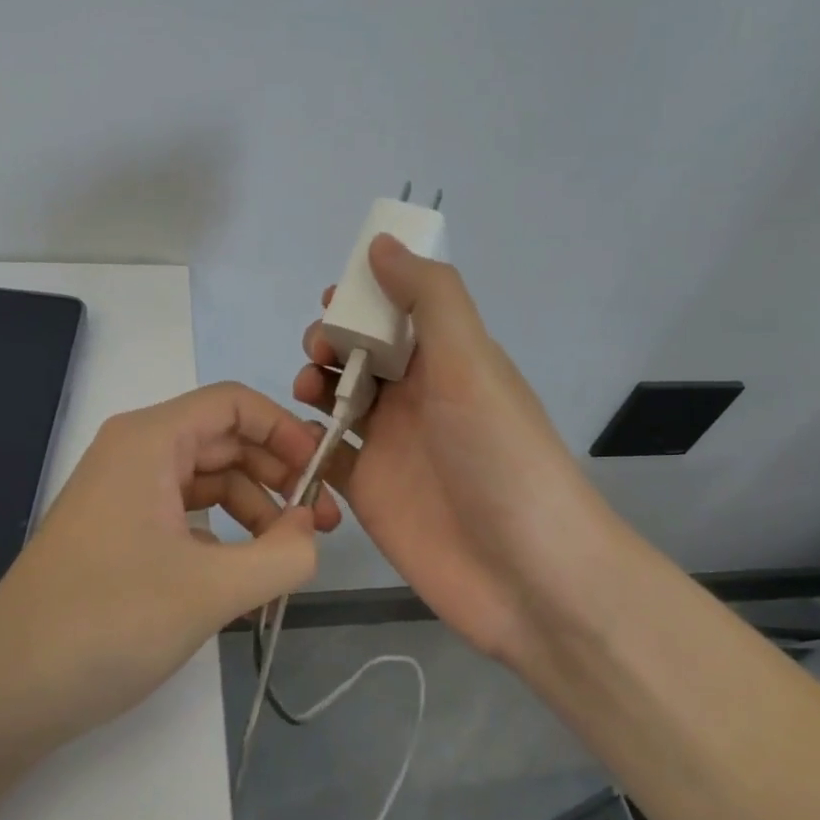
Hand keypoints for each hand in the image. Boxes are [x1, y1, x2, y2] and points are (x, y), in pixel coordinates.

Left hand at [0, 383, 341, 746]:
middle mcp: (135, 455)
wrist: (6, 691)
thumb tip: (312, 532)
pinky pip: (187, 515)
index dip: (286, 431)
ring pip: (208, 481)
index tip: (323, 474)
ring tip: (289, 556)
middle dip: (278, 475)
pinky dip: (225, 535)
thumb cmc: (107, 622)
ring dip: (256, 509)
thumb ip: (283, 555)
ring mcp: (124, 495)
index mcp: (150, 442)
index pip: (234, 404)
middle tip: (322, 524)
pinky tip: (245, 573)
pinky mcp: (120, 533)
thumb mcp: (211, 590)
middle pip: (225, 441)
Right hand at [295, 235, 602, 663]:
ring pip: (338, 399)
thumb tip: (382, 245)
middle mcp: (419, 397)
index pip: (399, 310)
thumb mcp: (471, 363)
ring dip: (314, 384)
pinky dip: (305, 439)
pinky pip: (326, 454)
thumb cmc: (500, 457)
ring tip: (305, 391)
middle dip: (331, 339)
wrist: (526, 574)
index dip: (364, 296)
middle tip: (319, 352)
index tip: (331, 297)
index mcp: (448, 360)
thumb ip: (429, 299)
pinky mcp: (368, 491)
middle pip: (362, 352)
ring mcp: (390, 445)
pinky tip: (294, 437)